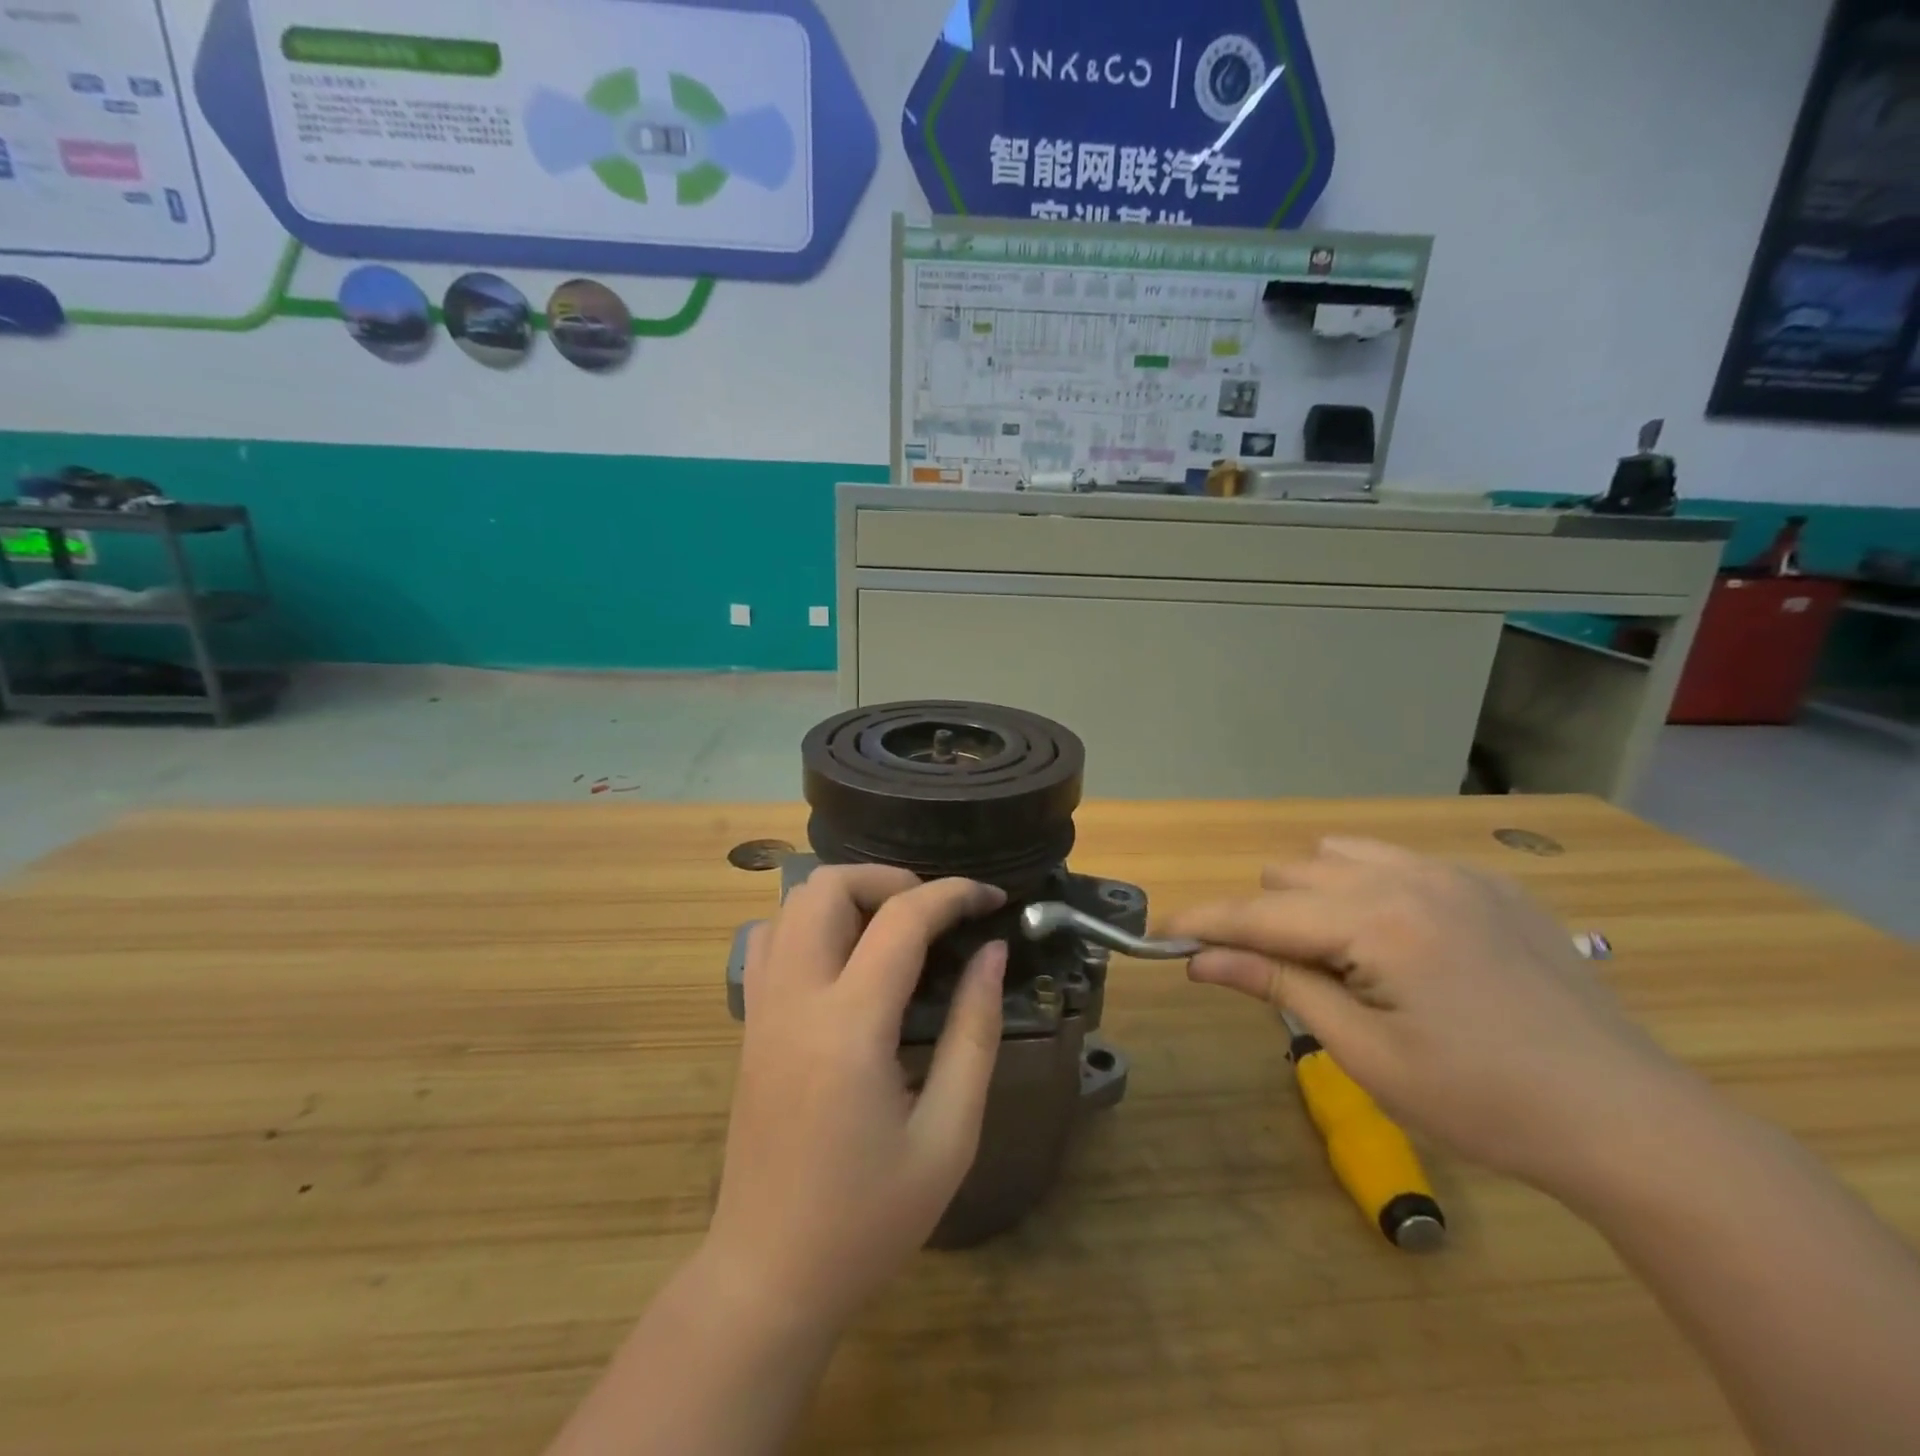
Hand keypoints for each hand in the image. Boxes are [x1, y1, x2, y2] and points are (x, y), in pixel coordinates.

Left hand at [706, 866, 1006, 1331]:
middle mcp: (795, 999)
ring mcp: (762, 1007)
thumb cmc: (869, 1217)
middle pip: (828, 886)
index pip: (902, 919)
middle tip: (936, 914)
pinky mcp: (749, 1023)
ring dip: (848, 895)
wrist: (770, 1275)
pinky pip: (770, 940)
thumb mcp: (949, 1135)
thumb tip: (991, 954)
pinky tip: (845, 958)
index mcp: (849, 1027)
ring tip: (895, 930)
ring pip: (792, 903)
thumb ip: (974, 1032)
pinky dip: (810, 923)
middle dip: (890, 880)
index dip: (954, 894)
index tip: (992, 899)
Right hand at [1168, 838, 1692, 1193]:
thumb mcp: (1366, 1054)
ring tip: (1340, 957)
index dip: (1204, 924)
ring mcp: (1455, 873)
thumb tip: (1201, 960)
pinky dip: (1369, 890)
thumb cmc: (1484, 1102)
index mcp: (1378, 922)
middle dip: (1267, 919)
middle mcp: (1410, 877)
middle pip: (1293, 873)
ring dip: (1314, 896)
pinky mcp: (1489, 883)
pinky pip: (1396, 862)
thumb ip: (1278, 987)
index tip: (1159, 934)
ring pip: (1339, 855)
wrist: (1630, 1121)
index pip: (1262, 913)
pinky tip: (1400, 944)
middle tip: (1282, 979)